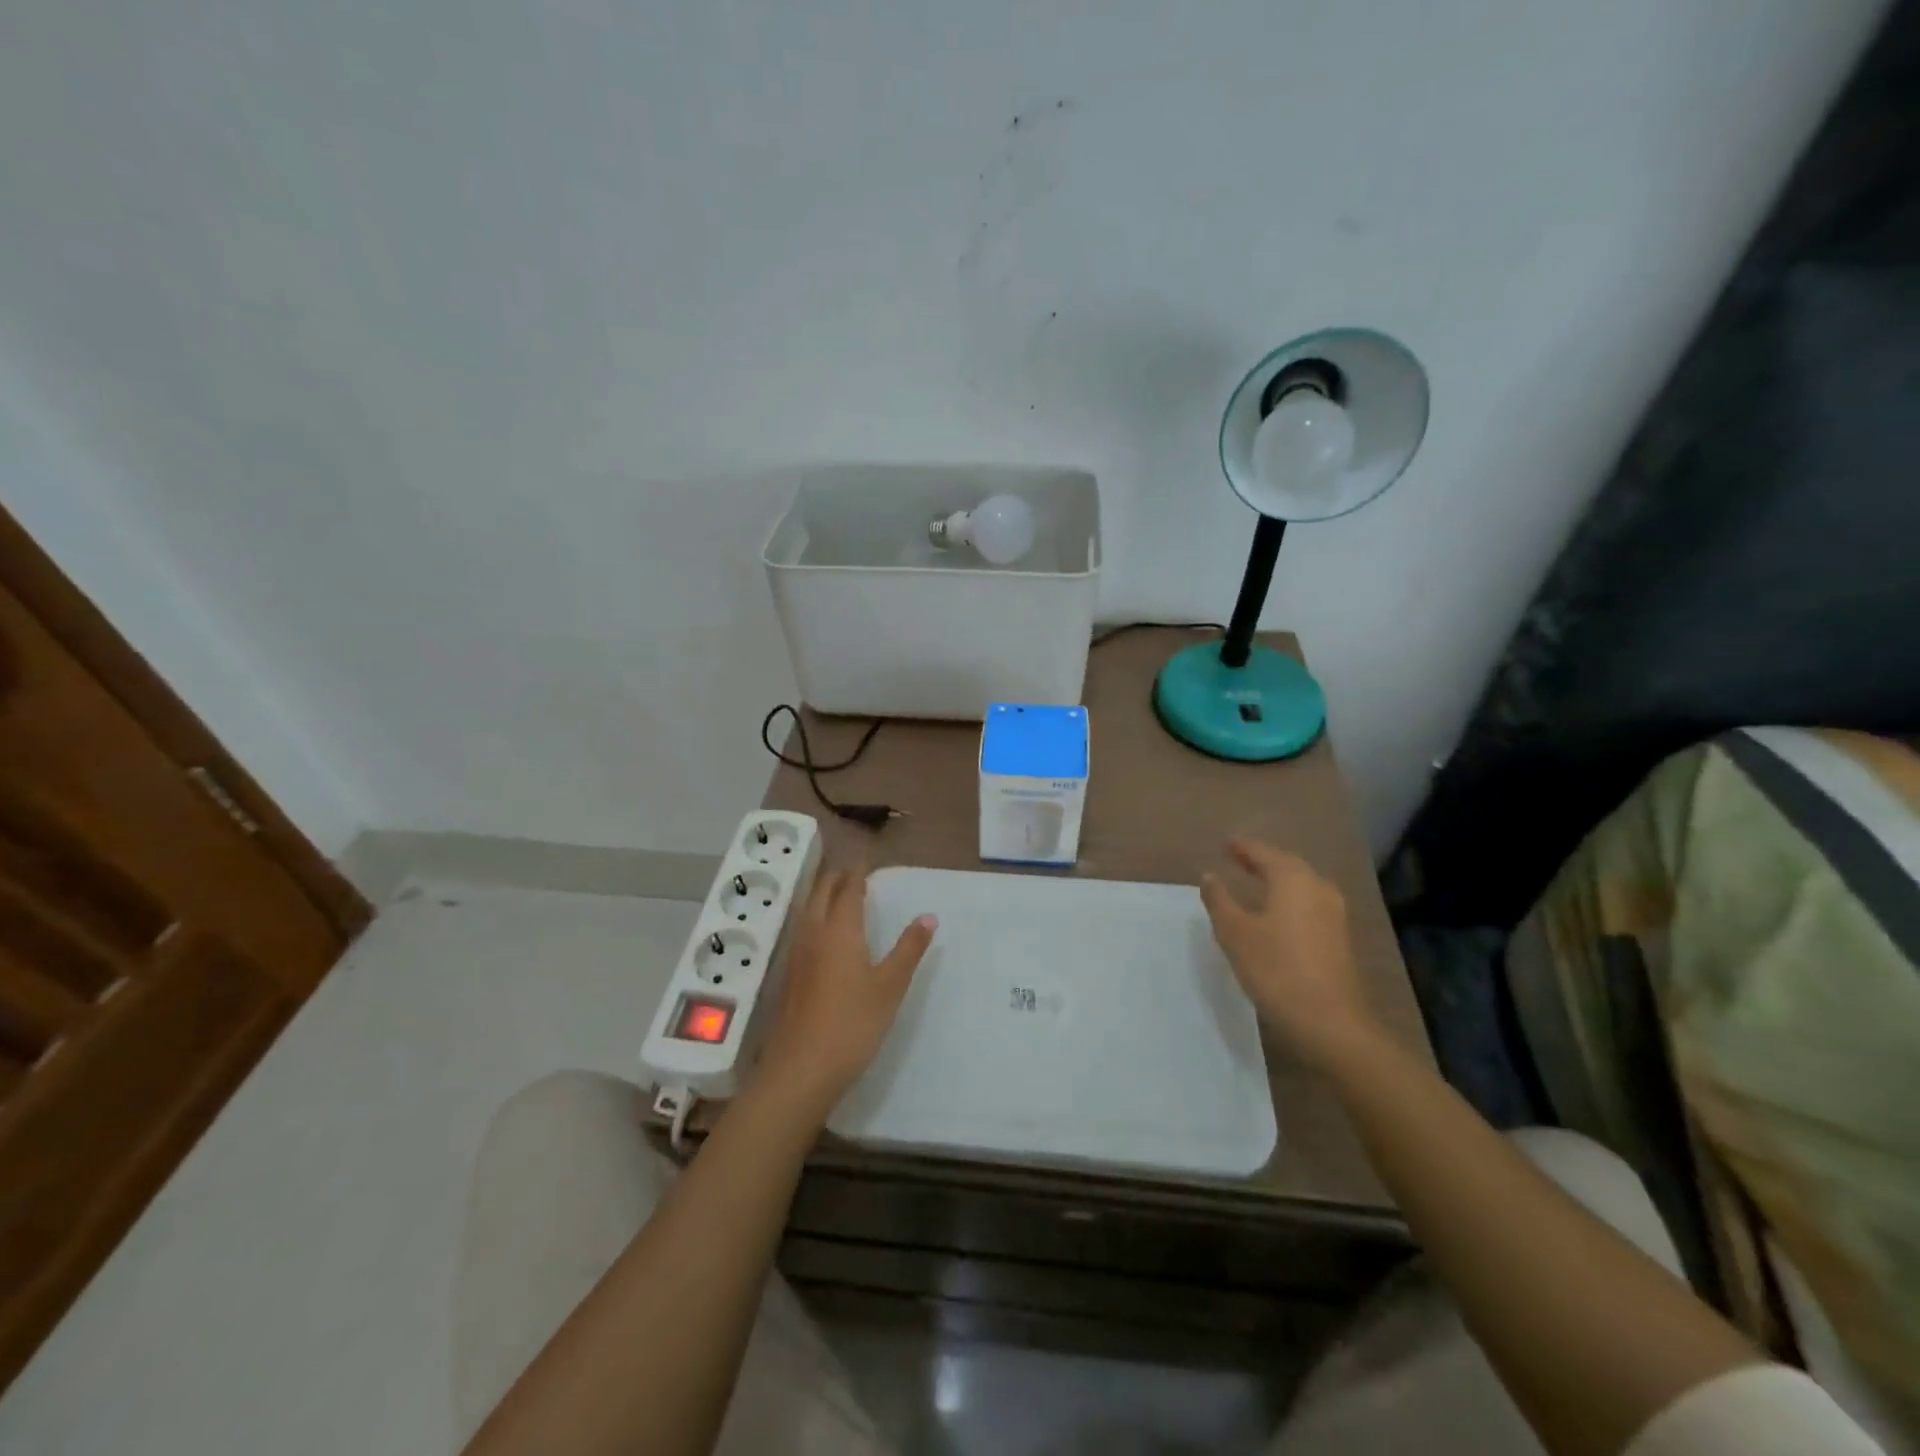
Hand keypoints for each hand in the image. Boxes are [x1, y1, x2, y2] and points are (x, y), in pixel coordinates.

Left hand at [755, 868, 936, 1116]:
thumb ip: (909, 949)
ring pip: (807, 911)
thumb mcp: (890, 986)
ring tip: (838, 895)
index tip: (867, 862)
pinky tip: (822, 936)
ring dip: (822, 896)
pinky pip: (802, 931)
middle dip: (836, 878)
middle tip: (853, 872)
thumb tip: (928, 916)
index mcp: (839, 930)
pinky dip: (815, 918)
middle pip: (821, 893)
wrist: (800, 1070)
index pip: (848, 889)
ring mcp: (796, 956)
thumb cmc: (852, 1024)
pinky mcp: (789, 977)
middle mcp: (813, 934)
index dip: (858, 873)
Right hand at [1200, 838, 1376, 1070]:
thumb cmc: (1276, 970)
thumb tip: (1210, 876)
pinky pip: (1309, 903)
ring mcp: (1333, 913)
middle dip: (1262, 860)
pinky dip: (1289, 898)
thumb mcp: (1235, 934)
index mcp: (1292, 880)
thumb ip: (1219, 901)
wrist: (1330, 1022)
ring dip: (1277, 880)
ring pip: (1301, 884)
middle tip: (1238, 859)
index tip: (1225, 844)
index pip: (1263, 853)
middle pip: (1286, 864)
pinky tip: (1276, 913)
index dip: (1242, 848)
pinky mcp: (1339, 937)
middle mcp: (1317, 888)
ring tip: (1255, 883)